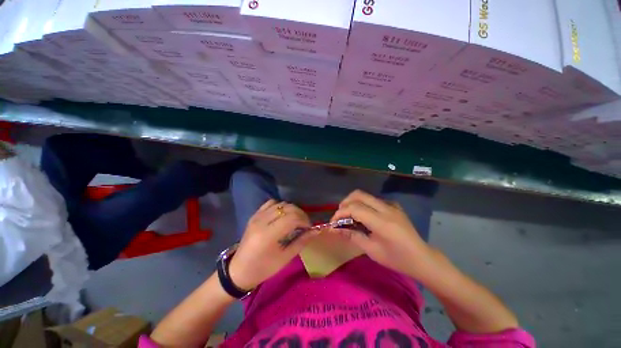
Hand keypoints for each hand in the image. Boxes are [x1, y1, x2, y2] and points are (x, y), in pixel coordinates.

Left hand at [228, 199, 313, 289]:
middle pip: (287, 208)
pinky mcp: (254, 215)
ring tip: (295, 219)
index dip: (304, 220)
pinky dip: (280, 206)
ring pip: (280, 204)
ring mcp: (257, 216)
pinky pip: (270, 203)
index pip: (292, 218)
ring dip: (291, 209)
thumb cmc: (263, 268)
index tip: (309, 227)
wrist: (239, 270)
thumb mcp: (285, 258)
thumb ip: (301, 242)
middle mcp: (262, 221)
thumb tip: (315, 231)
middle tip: (304, 223)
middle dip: (300, 214)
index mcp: (268, 235)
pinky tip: (283, 215)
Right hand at [330, 190, 433, 277]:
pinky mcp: (394, 206)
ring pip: (365, 195)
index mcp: (382, 222)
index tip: (333, 222)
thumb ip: (352, 236)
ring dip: (353, 202)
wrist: (422, 258)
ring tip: (348, 215)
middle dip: (345, 203)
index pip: (355, 208)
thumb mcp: (372, 250)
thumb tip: (335, 229)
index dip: (340, 213)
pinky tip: (363, 216)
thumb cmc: (397, 259)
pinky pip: (373, 200)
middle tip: (340, 215)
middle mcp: (386, 208)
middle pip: (358, 195)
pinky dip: (363, 204)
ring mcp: (391, 205)